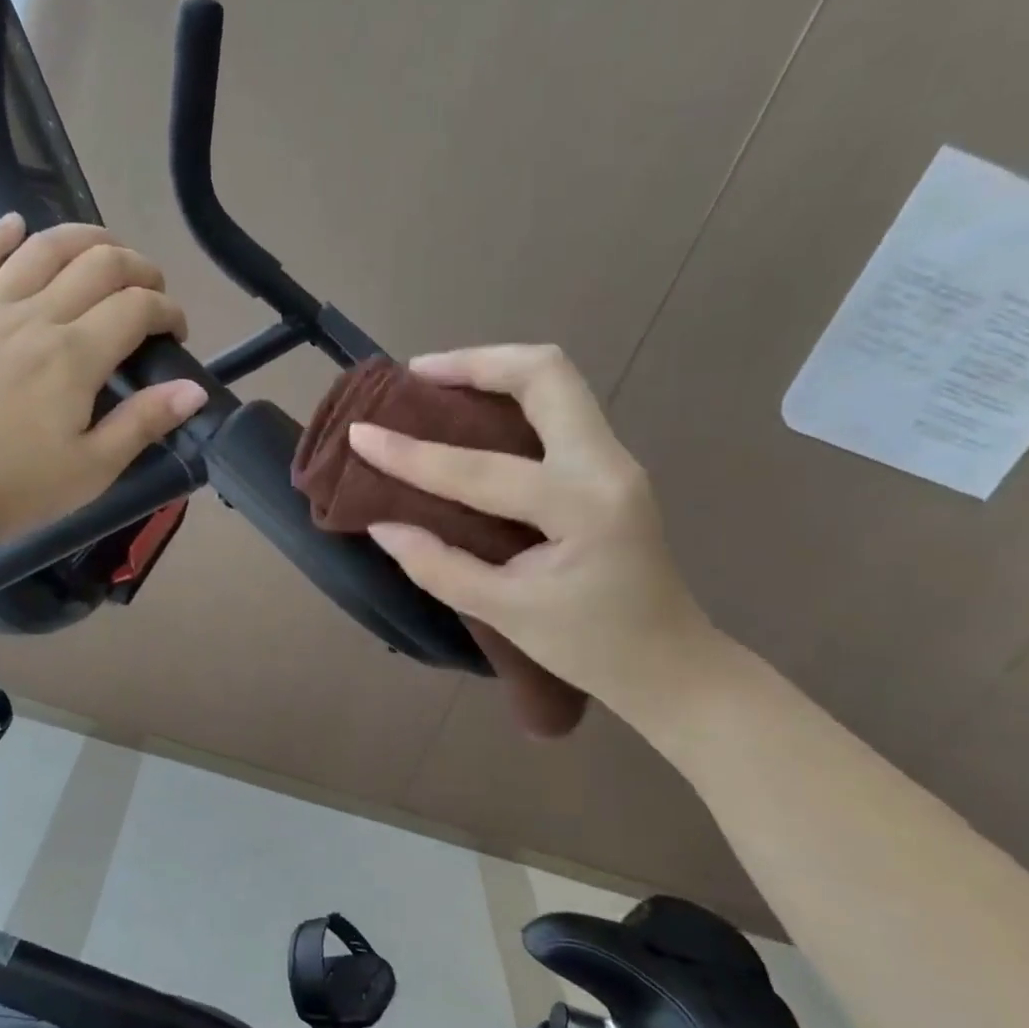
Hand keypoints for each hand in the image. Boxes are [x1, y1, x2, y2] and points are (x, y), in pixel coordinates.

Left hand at [0, 216, 206, 550]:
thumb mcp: (93, 469)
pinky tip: (16, 225)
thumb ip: (144, 422)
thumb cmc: (15, 490)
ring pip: (42, 248)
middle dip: (138, 269)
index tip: (177, 333)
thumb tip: (194, 389)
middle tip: (152, 292)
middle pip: (98, 264)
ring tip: (106, 251)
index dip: (168, 311)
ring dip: (84, 238)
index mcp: (74, 357)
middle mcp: (34, 317)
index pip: (136, 308)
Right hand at [347, 344, 718, 719]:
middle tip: (415, 376)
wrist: (668, 664)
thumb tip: (382, 525)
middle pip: (546, 375)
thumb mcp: (505, 613)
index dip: (412, 454)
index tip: (360, 433)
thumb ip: (438, 566)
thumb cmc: (590, 647)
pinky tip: (471, 417)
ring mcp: (614, 460)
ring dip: (494, 372)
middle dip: (475, 363)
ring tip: (436, 385)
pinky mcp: (607, 468)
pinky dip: (510, 399)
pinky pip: (558, 410)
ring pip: (556, 383)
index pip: (481, 470)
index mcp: (582, 507)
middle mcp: (606, 465)